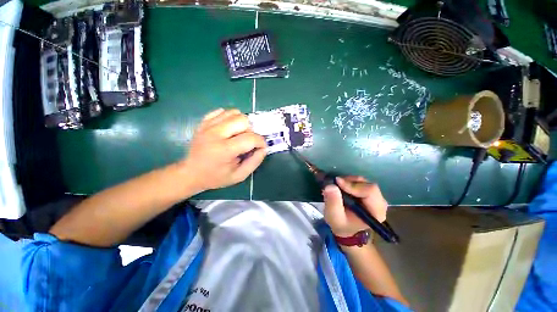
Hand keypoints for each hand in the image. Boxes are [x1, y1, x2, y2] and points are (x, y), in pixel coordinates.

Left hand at [180, 108, 266, 191]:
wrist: (191, 173)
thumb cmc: (216, 177)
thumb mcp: (239, 176)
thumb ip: (255, 162)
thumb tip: (264, 148)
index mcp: (224, 150)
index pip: (250, 138)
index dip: (261, 142)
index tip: (261, 147)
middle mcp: (215, 134)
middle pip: (243, 120)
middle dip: (251, 131)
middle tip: (247, 141)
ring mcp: (208, 126)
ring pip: (234, 113)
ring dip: (242, 123)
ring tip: (238, 134)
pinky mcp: (204, 122)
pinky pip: (223, 111)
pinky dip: (230, 118)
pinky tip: (229, 129)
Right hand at [323, 176, 387, 236]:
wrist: (346, 228)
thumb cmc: (341, 225)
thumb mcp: (334, 216)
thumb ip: (333, 202)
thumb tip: (331, 185)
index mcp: (376, 212)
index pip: (370, 191)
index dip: (353, 185)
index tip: (337, 183)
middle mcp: (379, 203)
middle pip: (367, 184)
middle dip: (349, 182)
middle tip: (335, 183)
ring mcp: (375, 197)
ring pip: (363, 181)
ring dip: (348, 181)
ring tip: (336, 186)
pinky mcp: (369, 193)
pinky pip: (360, 182)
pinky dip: (349, 182)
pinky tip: (340, 187)